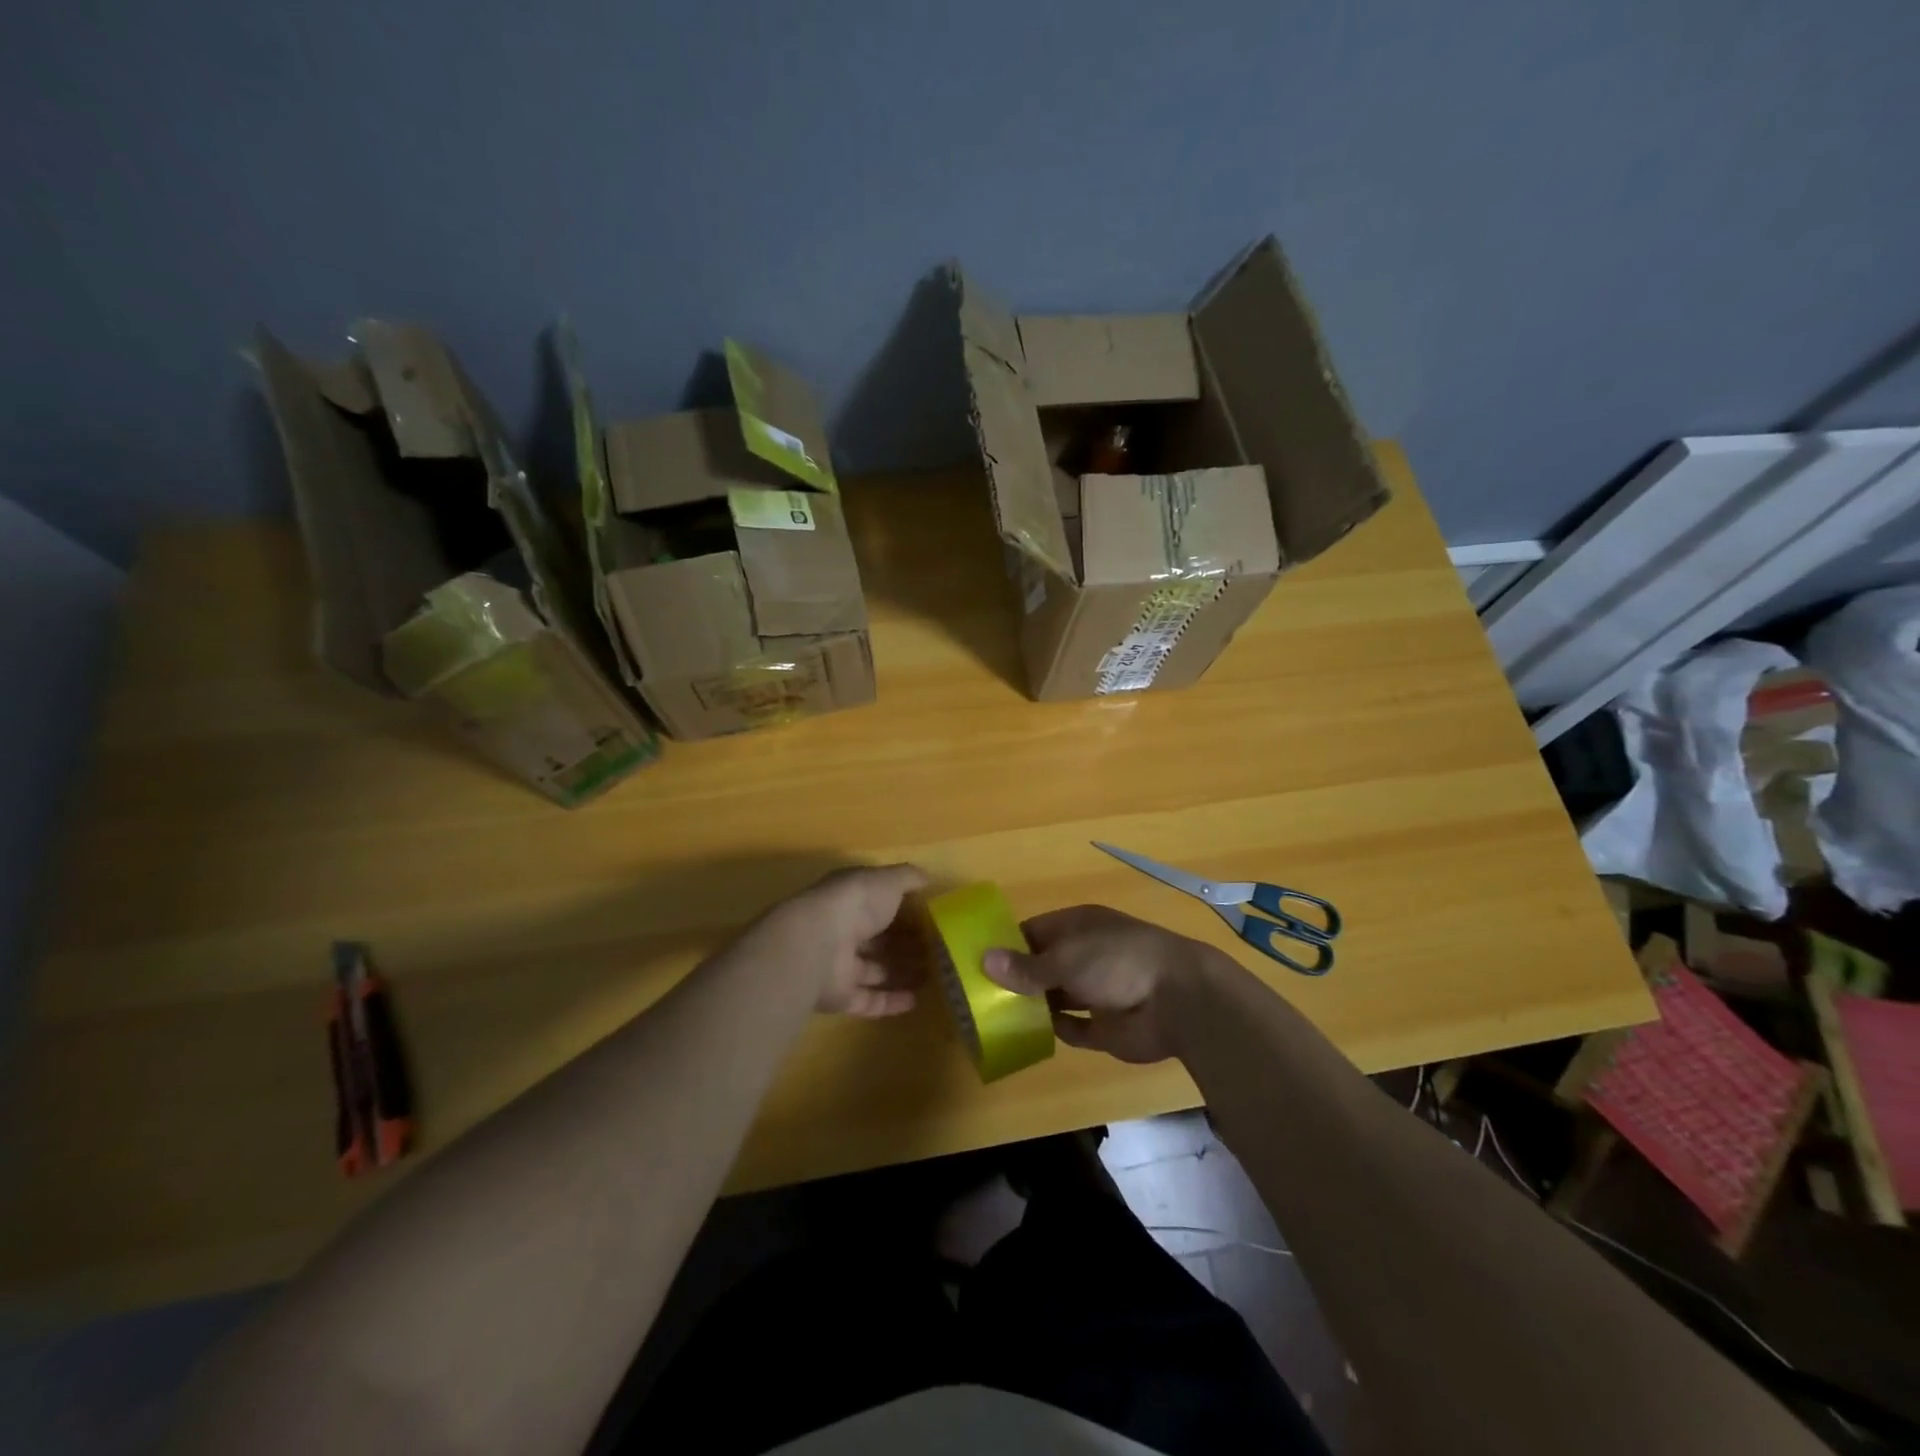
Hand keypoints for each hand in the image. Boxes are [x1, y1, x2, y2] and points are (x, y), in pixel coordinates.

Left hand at [764, 864, 930, 1017]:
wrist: (817, 945)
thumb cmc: (855, 904)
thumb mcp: (888, 880)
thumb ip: (909, 878)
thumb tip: (928, 880)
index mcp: (850, 899)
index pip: (879, 904)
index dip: (906, 911)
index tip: (934, 920)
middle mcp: (842, 930)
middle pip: (878, 939)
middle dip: (907, 945)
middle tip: (939, 952)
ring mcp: (838, 965)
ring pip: (875, 970)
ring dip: (902, 973)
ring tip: (934, 976)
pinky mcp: (839, 996)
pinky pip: (868, 1000)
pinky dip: (891, 1002)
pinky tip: (916, 1000)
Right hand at [982, 905, 1213, 1062]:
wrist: (1178, 1001)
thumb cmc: (1117, 961)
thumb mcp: (1066, 958)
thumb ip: (1027, 966)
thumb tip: (985, 960)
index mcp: (1079, 927)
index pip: (1035, 931)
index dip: (1007, 944)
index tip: (977, 960)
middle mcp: (1086, 955)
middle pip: (1043, 965)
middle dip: (1016, 978)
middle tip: (977, 994)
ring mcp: (1097, 991)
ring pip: (1055, 997)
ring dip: (1031, 1005)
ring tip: (992, 1017)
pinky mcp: (1105, 1026)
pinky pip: (1071, 1027)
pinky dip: (1053, 1030)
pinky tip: (1026, 1035)